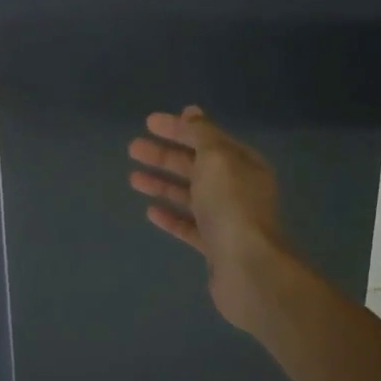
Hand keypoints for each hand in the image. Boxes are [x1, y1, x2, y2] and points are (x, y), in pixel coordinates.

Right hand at [127, 106, 288, 331]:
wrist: (248, 268)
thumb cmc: (231, 204)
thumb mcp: (216, 158)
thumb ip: (201, 134)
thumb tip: (191, 112)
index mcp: (243, 163)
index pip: (206, 138)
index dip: (178, 128)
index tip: (148, 123)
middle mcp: (237, 188)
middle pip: (196, 165)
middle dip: (164, 155)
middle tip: (133, 149)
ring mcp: (226, 219)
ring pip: (190, 195)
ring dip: (162, 183)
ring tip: (133, 178)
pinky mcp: (215, 247)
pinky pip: (189, 226)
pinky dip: (171, 216)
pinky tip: (150, 211)